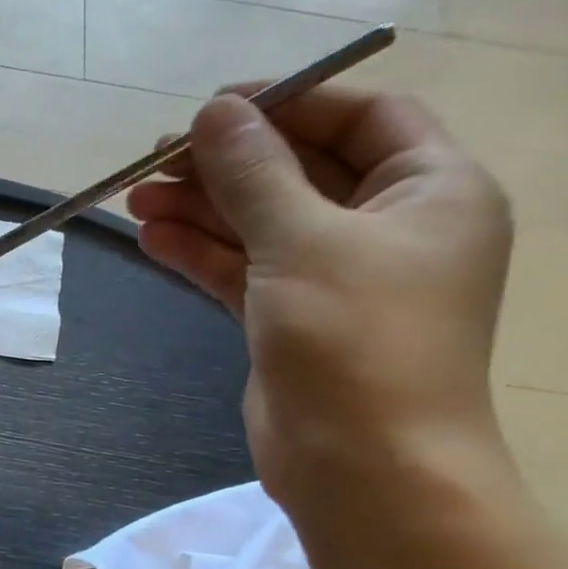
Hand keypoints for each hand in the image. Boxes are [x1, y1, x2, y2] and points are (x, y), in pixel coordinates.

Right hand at [126, 88, 511, 505]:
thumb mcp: (302, 240)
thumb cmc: (354, 337)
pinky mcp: (291, 318)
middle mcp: (388, 227)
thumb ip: (253, 173)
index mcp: (431, 190)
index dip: (289, 105)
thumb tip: (212, 113)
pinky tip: (151, 237)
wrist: (361, 463)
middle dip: (227, 164)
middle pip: (299, 172)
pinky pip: (242, 268)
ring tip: (136, 198)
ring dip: (201, 209)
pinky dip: (200, 252)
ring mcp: (336, 277)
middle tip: (155, 159)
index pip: (363, 118)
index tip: (213, 108)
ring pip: (260, 224)